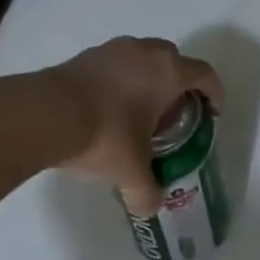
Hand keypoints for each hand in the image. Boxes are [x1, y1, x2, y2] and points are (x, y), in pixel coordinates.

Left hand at [46, 37, 223, 216]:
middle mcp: (144, 52)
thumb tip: (149, 209)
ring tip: (140, 109)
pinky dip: (119, 80)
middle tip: (175, 112)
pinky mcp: (84, 55)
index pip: (205, 75)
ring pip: (142, 58)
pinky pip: (114, 64)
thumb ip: (145, 192)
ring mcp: (112, 49)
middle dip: (180, 84)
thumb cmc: (104, 135)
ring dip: (148, 78)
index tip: (212, 112)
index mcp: (168, 72)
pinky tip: (109, 107)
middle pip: (174, 60)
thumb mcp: (130, 171)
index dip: (214, 93)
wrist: (45, 114)